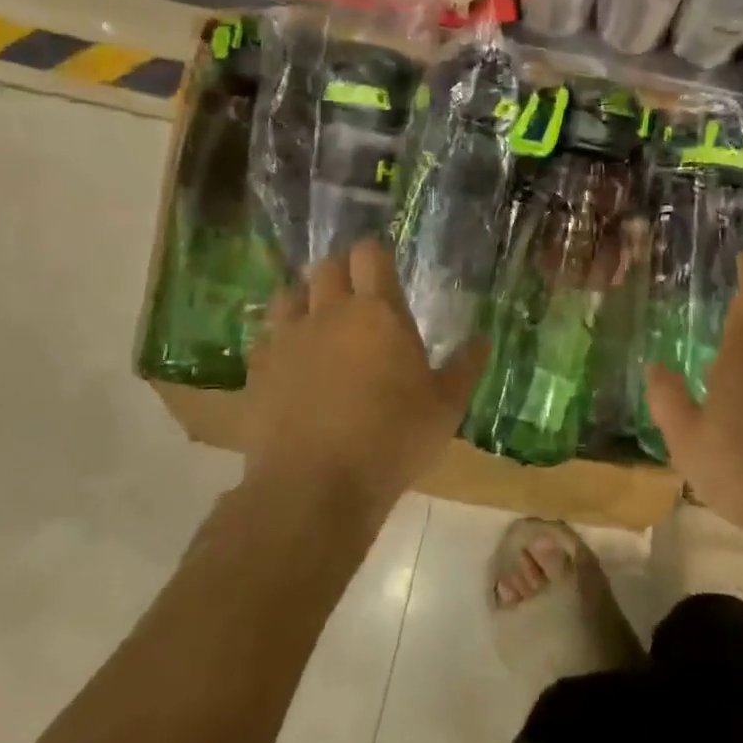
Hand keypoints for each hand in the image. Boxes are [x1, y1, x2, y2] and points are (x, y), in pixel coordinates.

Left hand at [239, 239, 486, 524]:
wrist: (315, 487)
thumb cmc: (392, 440)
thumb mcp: (446, 407)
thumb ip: (465, 367)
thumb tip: (483, 338)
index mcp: (378, 312)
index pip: (369, 255)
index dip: (375, 255)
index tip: (383, 269)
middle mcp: (330, 313)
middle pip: (326, 266)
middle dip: (341, 272)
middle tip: (356, 296)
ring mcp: (288, 339)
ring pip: (290, 294)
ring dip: (305, 298)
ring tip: (319, 321)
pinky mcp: (258, 369)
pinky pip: (266, 335)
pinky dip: (280, 338)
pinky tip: (291, 359)